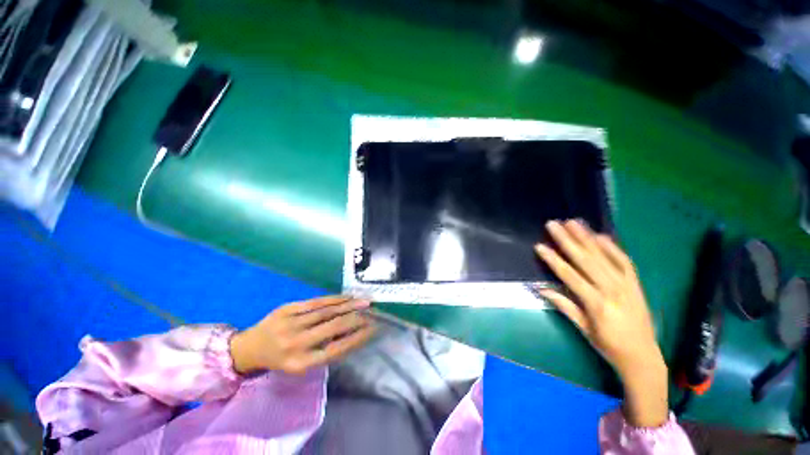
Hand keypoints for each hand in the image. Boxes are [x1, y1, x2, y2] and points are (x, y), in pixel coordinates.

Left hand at [230, 295, 374, 375]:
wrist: (249, 348)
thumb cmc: (281, 359)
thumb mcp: (302, 363)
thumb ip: (326, 350)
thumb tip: (353, 333)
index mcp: (300, 363)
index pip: (337, 349)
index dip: (357, 337)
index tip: (373, 329)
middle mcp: (295, 344)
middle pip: (333, 326)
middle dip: (357, 318)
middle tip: (372, 313)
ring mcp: (290, 323)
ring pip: (327, 311)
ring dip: (349, 305)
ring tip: (364, 302)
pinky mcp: (287, 308)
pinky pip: (316, 302)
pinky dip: (334, 299)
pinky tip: (346, 297)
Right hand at [534, 220, 668, 426]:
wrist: (643, 356)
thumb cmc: (608, 345)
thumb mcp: (583, 329)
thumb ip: (564, 305)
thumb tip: (541, 288)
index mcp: (597, 304)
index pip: (570, 276)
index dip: (553, 260)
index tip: (539, 246)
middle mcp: (612, 290)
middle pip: (586, 260)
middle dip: (567, 240)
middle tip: (554, 224)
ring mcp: (626, 285)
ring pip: (603, 256)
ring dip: (586, 237)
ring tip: (573, 222)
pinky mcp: (636, 284)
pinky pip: (624, 261)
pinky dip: (612, 247)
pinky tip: (600, 235)